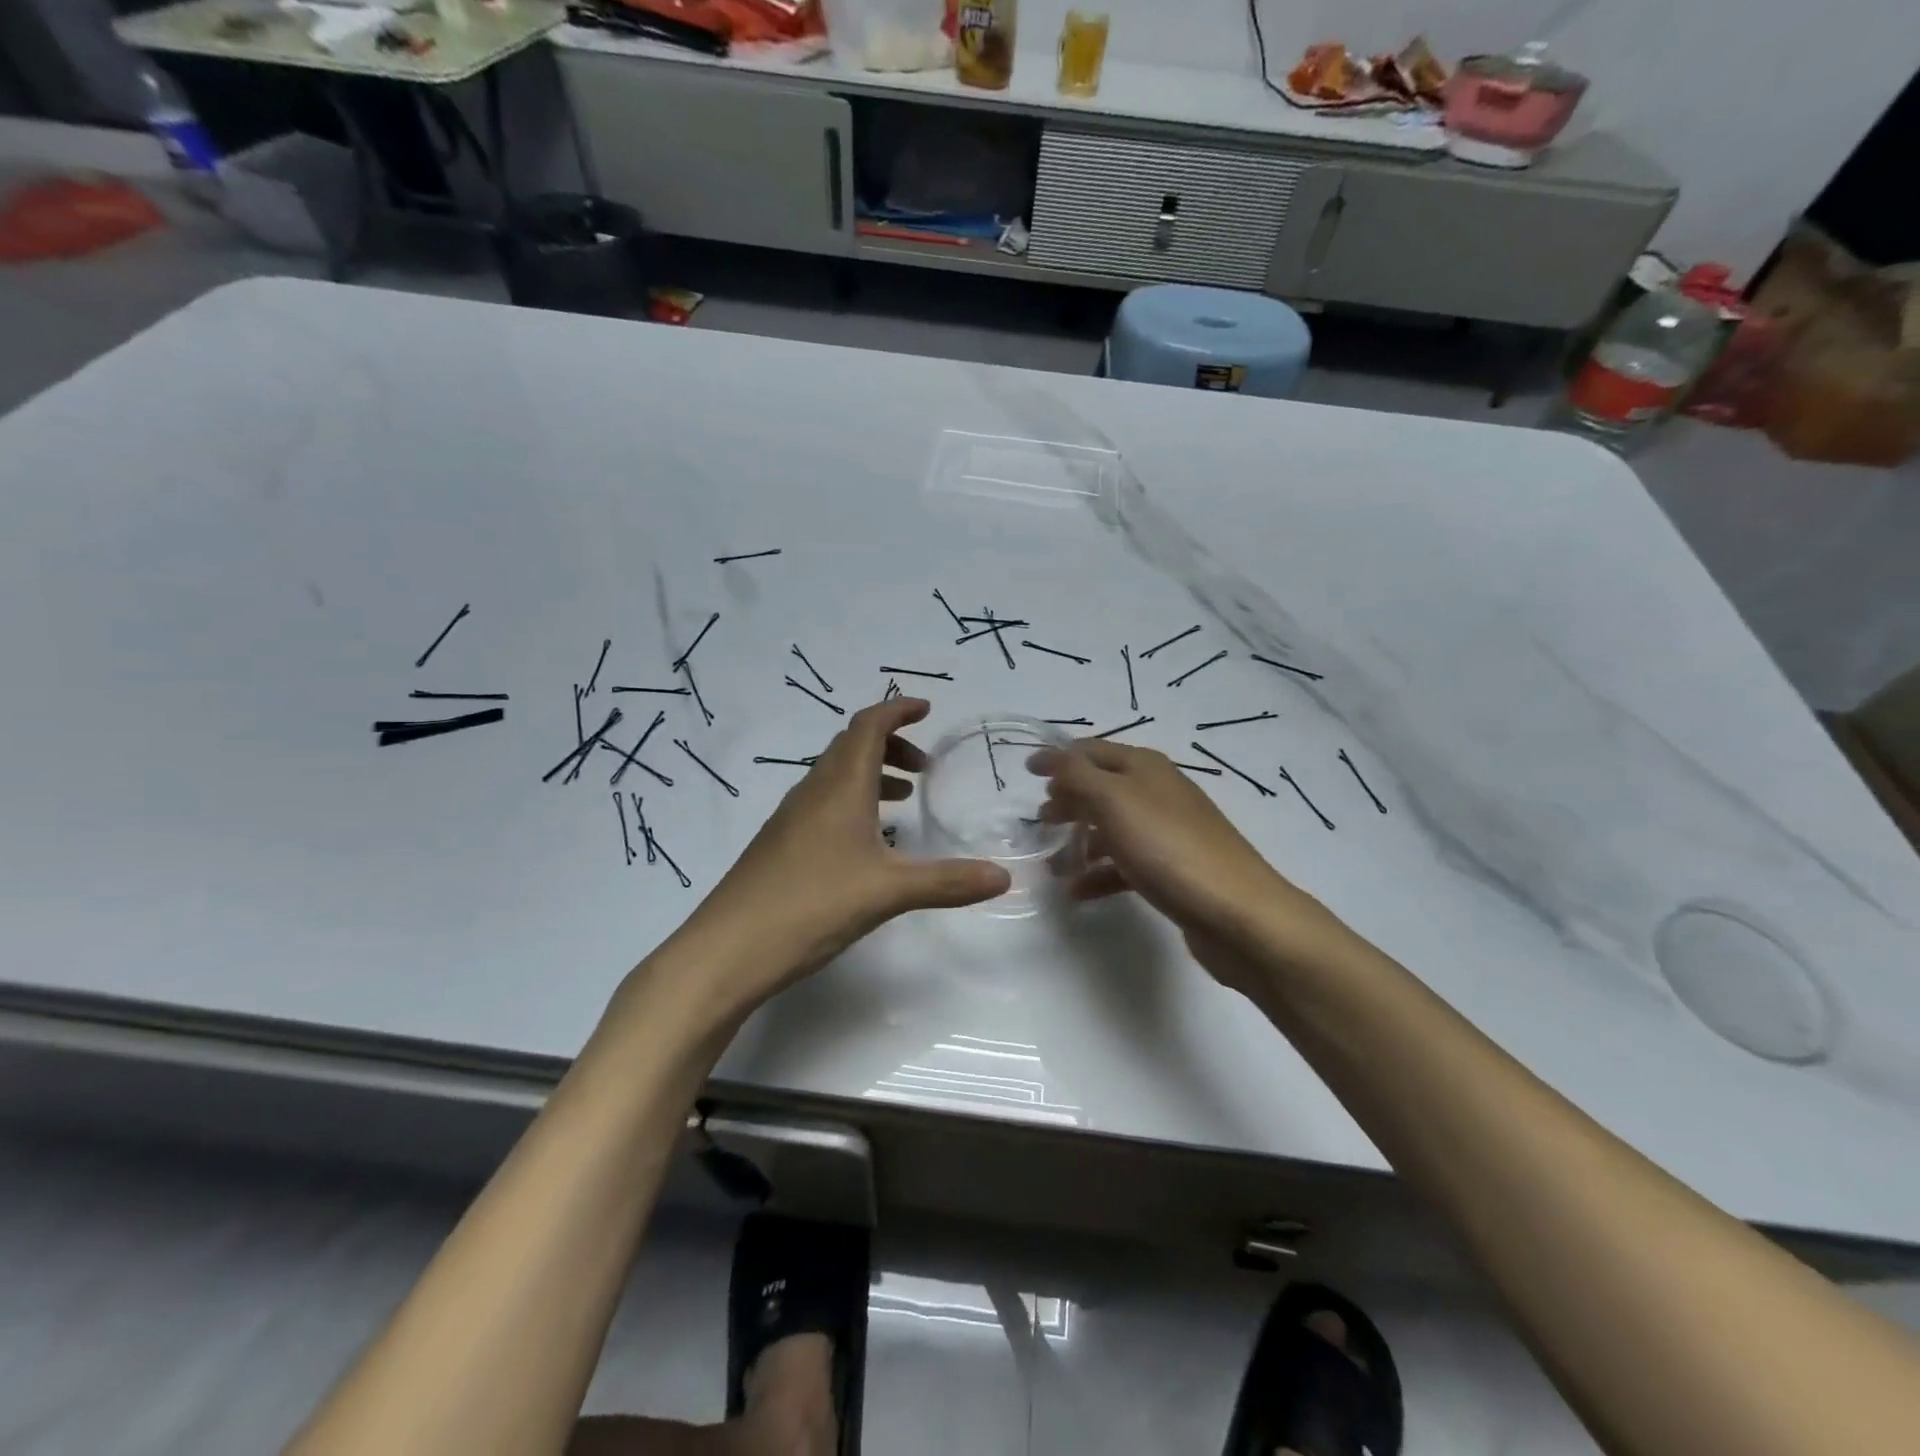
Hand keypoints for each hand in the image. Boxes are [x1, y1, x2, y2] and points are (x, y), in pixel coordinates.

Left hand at [667, 698, 1009, 1016]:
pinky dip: (853, 801)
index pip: (868, 726)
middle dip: (891, 744)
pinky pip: (823, 803)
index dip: (897, 711)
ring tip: (904, 799)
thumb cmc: (811, 905)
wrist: (728, 949)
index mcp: (839, 786)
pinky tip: (867, 842)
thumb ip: (947, 881)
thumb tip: (1004, 876)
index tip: (926, 709)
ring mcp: (791, 818)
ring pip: (836, 775)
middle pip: (851, 746)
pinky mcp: (781, 844)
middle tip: (924, 769)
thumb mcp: (888, 892)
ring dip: (872, 774)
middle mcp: (812, 791)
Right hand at [1032, 740, 1338, 988]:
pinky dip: (1099, 874)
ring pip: (1111, 828)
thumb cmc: (1169, 848)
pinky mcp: (1172, 871)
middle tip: (1039, 822)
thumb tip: (1051, 757)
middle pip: (1101, 789)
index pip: (1092, 751)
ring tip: (1052, 863)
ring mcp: (1167, 833)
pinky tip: (1077, 892)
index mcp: (1144, 768)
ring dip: (1079, 841)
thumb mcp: (1114, 801)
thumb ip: (1077, 776)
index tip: (1025, 770)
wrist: (1238, 914)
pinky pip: (1125, 865)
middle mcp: (1157, 793)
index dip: (1058, 758)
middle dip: (1068, 801)